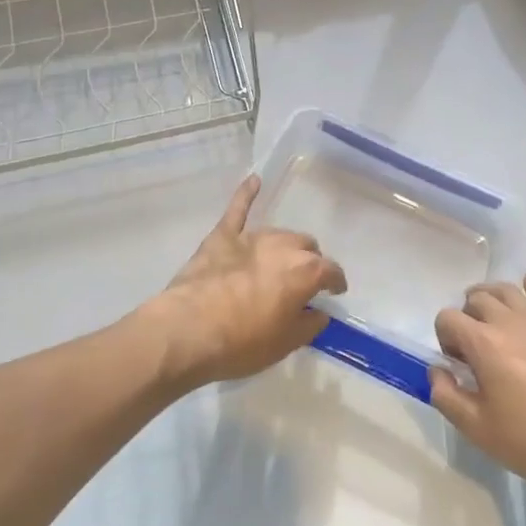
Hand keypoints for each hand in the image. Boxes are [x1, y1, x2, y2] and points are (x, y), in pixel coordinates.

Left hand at [142, 174, 345, 391]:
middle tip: (301, 282)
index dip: (335, 282)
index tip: (335, 291)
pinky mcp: (223, 236)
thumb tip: (319, 313)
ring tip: (281, 261)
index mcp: (305, 272)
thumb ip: (308, 325)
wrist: (190, 329)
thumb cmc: (243, 342)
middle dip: (309, 261)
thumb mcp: (285, 344)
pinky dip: (246, 193)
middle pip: (306, 246)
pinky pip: (238, 208)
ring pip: (280, 233)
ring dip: (285, 246)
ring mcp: (252, 237)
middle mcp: (284, 247)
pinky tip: (253, 180)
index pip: (331, 271)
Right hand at [431, 275, 525, 501]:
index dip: (444, 336)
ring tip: (489, 319)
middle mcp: (508, 322)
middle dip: (465, 317)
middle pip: (475, 298)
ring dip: (489, 298)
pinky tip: (525, 287)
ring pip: (504, 289)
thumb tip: (437, 370)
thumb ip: (446, 396)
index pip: (448, 318)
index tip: (456, 363)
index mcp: (484, 343)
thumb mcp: (477, 429)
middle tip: (472, 348)